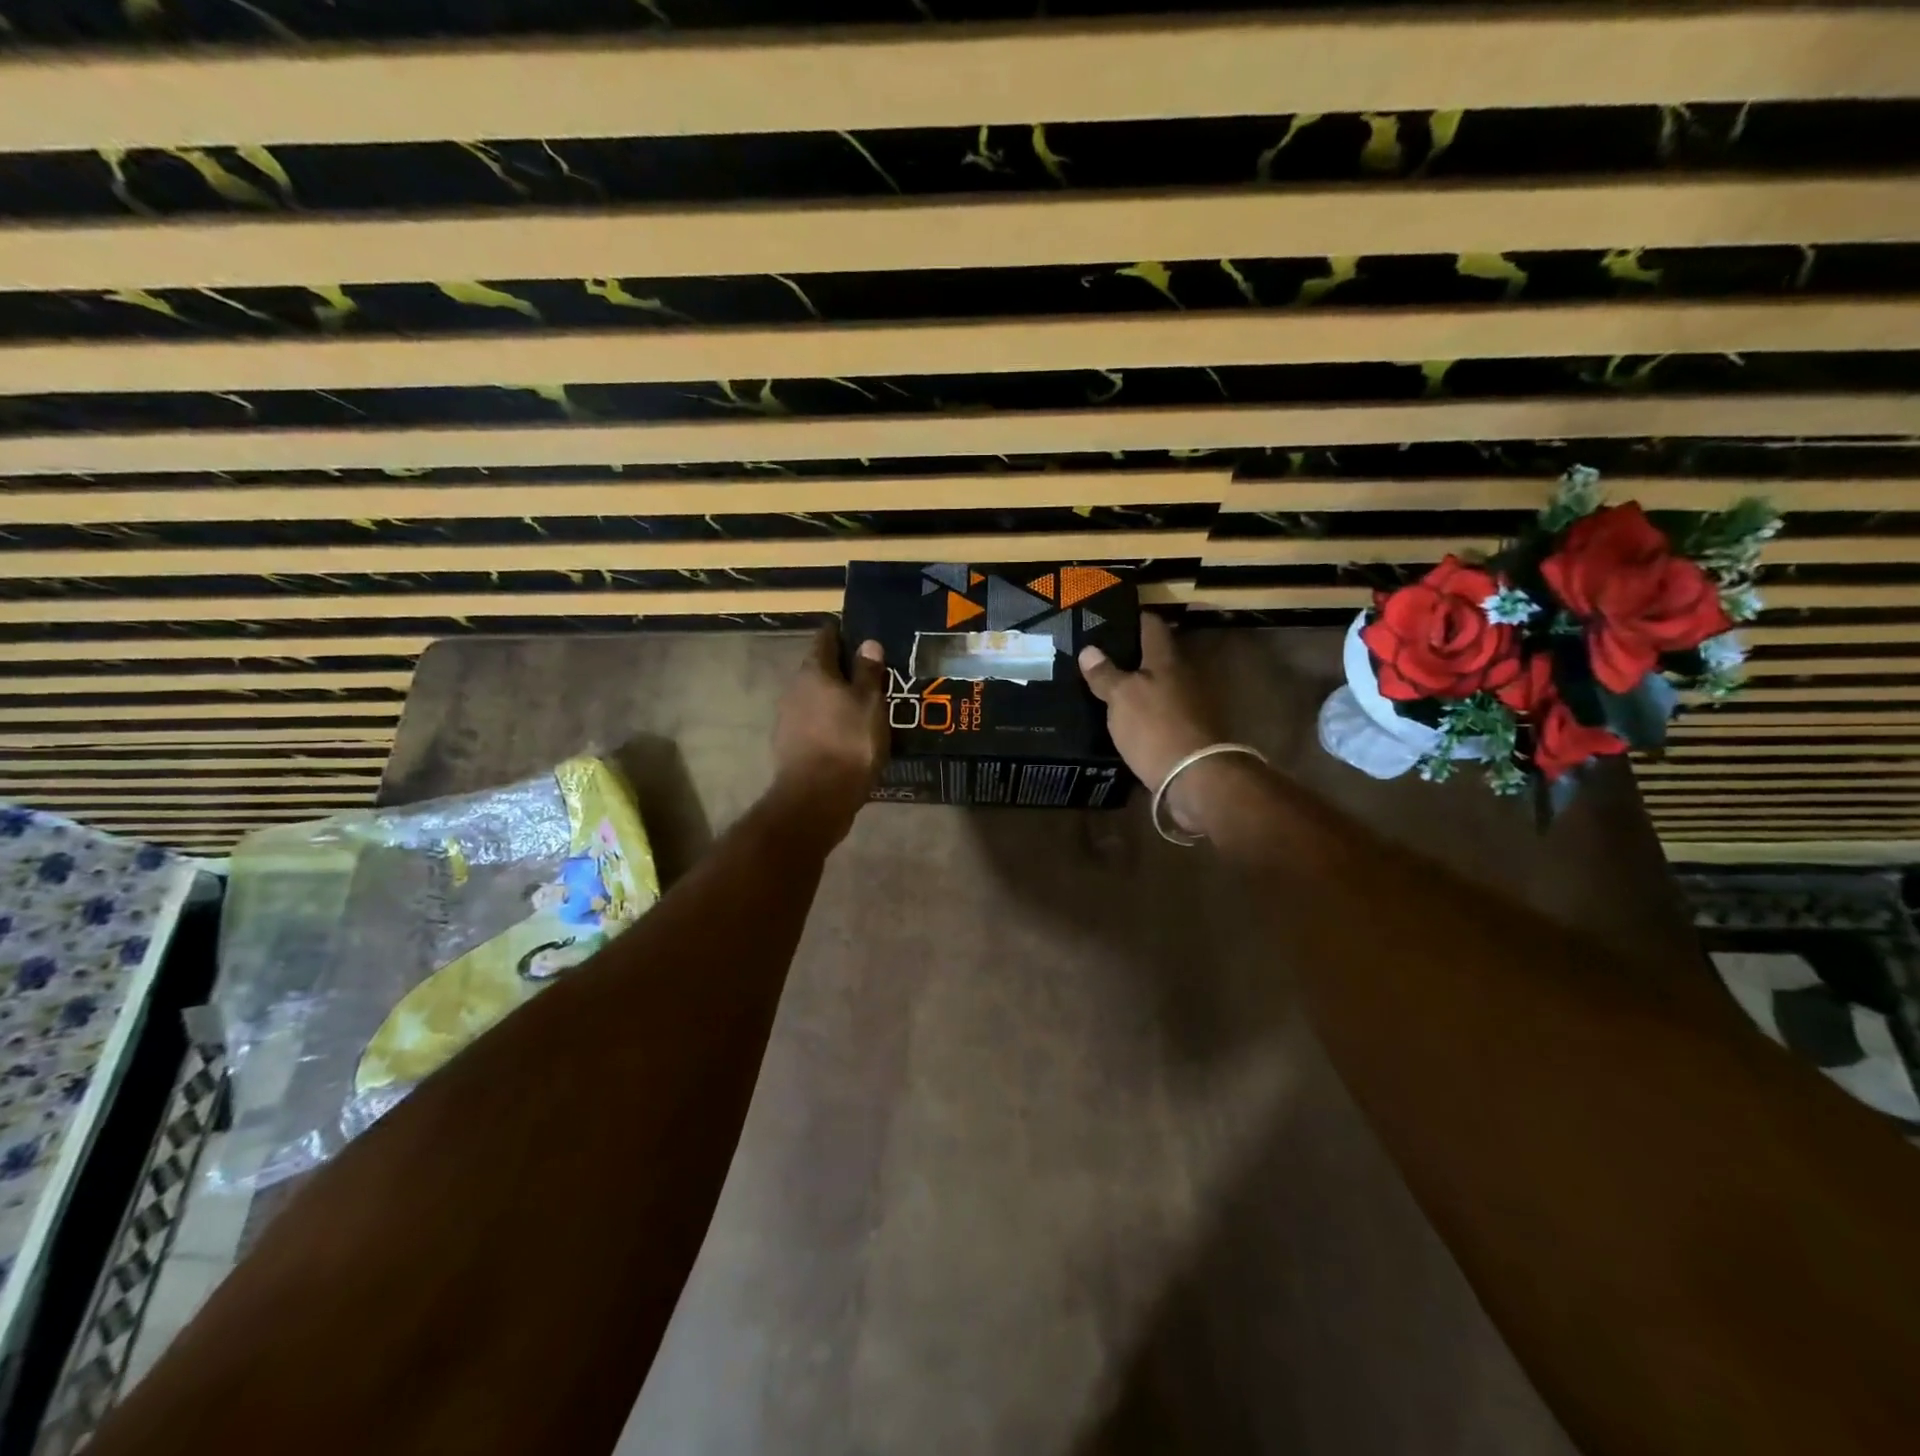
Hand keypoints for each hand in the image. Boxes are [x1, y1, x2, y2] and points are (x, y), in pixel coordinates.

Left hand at [772, 626, 888, 819]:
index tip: (860, 635)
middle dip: (841, 670)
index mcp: (814, 671)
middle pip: (818, 669)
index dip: (842, 634)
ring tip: (862, 707)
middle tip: (869, 676)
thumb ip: (868, 672)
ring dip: (834, 699)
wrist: (816, 798)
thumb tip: (867, 642)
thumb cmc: (849, 743)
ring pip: (815, 698)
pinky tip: (847, 735)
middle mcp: (795, 689)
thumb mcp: (870, 704)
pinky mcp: (789, 745)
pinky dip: (828, 723)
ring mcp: (788, 718)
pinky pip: (812, 724)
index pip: (825, 638)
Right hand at [1078, 614, 1230, 831]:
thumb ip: (1105, 674)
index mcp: (1166, 659)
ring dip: (1136, 684)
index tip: (1109, 618)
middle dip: (1130, 653)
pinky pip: (1159, 710)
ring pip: (1157, 684)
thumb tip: (1089, 649)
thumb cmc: (1155, 727)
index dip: (1132, 618)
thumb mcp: (1121, 697)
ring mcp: (1188, 704)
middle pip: (1155, 655)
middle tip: (1098, 655)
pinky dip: (1142, 709)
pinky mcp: (1186, 730)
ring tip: (1104, 686)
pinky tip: (1122, 717)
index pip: (1151, 625)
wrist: (1194, 777)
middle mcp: (1182, 675)